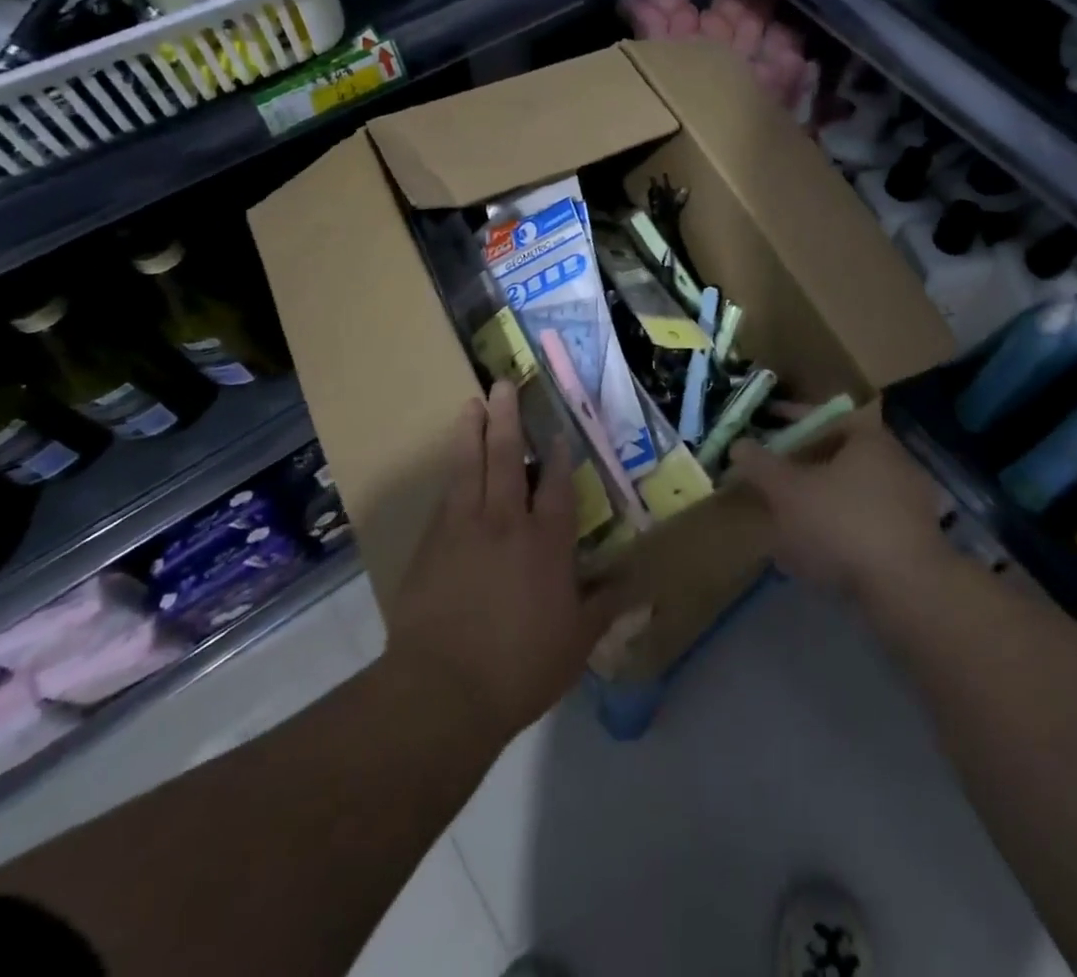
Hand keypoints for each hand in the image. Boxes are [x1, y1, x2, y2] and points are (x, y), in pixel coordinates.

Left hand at [386, 382, 624, 744]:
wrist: (442, 691)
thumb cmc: (520, 666)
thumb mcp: (577, 642)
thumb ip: (607, 606)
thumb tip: (644, 588)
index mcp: (546, 542)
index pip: (555, 485)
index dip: (557, 454)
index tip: (557, 427)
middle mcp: (506, 523)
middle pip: (506, 457)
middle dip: (507, 418)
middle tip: (502, 384)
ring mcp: (464, 529)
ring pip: (469, 467)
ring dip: (471, 432)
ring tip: (472, 403)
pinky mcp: (432, 545)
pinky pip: (445, 496)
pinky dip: (451, 472)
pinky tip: (452, 463)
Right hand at [729, 416, 950, 603]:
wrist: (907, 589)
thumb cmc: (842, 523)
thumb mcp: (788, 491)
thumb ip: (760, 466)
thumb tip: (739, 445)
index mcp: (868, 438)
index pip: (822, 416)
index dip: (788, 418)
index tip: (764, 423)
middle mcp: (893, 462)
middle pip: (835, 456)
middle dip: (799, 467)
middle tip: (770, 477)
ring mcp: (907, 503)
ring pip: (847, 494)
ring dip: (814, 504)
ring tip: (780, 524)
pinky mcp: (910, 541)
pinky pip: (861, 525)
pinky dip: (834, 532)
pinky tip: (809, 557)